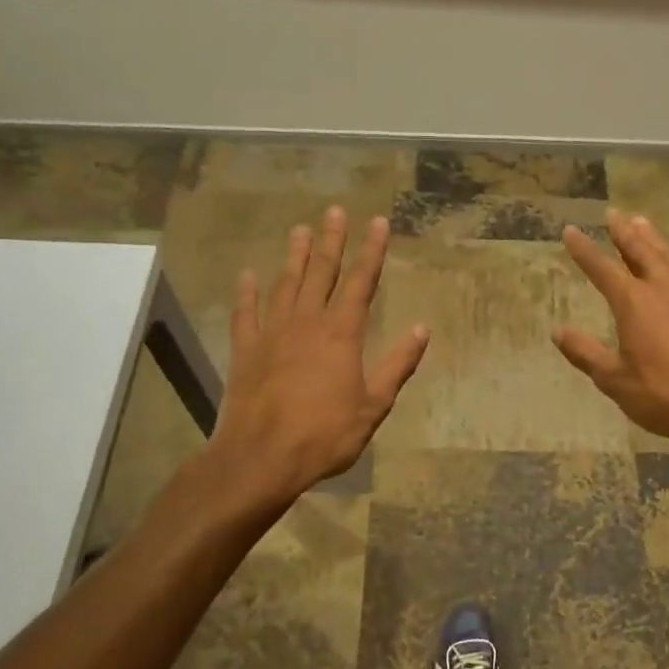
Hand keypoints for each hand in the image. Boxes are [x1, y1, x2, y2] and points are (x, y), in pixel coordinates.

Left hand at [209, 207, 428, 500]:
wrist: (261, 457)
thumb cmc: (325, 435)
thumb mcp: (373, 405)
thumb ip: (397, 364)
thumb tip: (422, 329)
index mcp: (341, 334)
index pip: (361, 282)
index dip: (372, 251)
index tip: (378, 222)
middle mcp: (306, 323)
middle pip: (321, 272)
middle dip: (331, 240)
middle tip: (335, 211)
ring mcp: (271, 333)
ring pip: (285, 284)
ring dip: (294, 256)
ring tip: (300, 229)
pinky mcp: (245, 350)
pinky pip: (246, 313)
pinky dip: (247, 292)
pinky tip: (248, 275)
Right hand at [554, 210, 668, 462]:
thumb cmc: (666, 396)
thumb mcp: (615, 380)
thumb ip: (586, 353)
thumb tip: (557, 332)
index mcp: (634, 303)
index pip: (602, 269)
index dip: (584, 250)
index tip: (570, 231)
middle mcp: (664, 289)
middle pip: (641, 252)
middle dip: (624, 233)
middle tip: (613, 214)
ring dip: (654, 239)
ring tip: (642, 223)